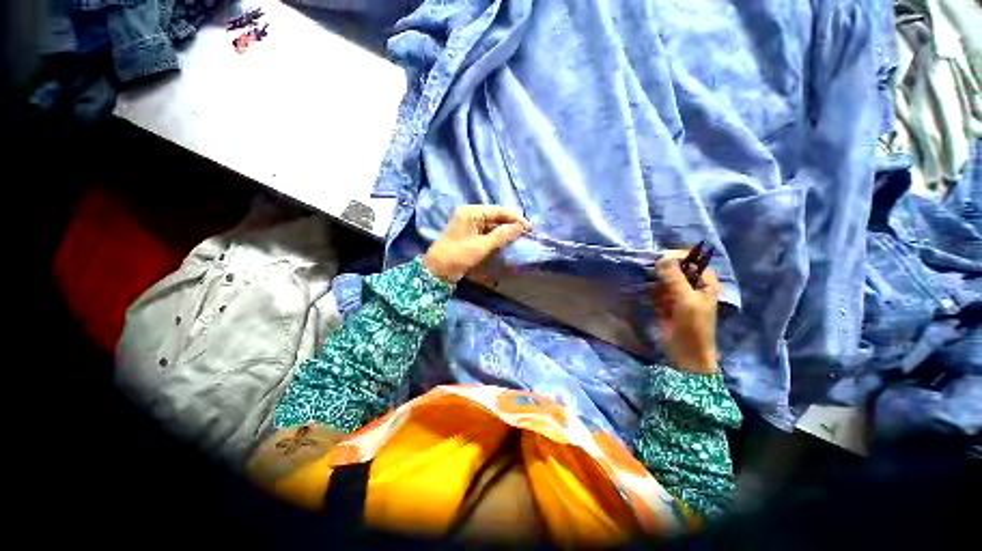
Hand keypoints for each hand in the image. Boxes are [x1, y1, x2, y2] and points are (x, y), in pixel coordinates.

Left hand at [424, 206, 531, 282]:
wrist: (438, 269)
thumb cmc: (458, 255)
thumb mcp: (481, 246)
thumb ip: (501, 236)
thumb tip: (520, 228)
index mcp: (471, 212)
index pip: (498, 211)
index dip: (515, 218)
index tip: (529, 227)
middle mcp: (470, 214)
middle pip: (496, 216)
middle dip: (511, 224)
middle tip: (527, 232)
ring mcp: (470, 224)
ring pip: (492, 224)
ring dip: (505, 230)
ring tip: (520, 237)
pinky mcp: (470, 234)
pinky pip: (487, 231)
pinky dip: (497, 236)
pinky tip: (507, 240)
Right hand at [651, 250, 720, 373]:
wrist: (686, 354)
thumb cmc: (694, 327)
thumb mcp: (687, 300)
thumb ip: (675, 278)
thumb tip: (662, 258)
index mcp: (705, 283)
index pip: (694, 261)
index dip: (680, 257)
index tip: (662, 258)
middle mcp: (691, 286)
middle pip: (677, 269)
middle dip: (664, 266)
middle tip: (650, 268)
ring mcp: (677, 295)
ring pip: (664, 279)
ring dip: (655, 277)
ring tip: (644, 276)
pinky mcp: (664, 304)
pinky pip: (656, 290)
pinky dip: (649, 288)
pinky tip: (642, 287)